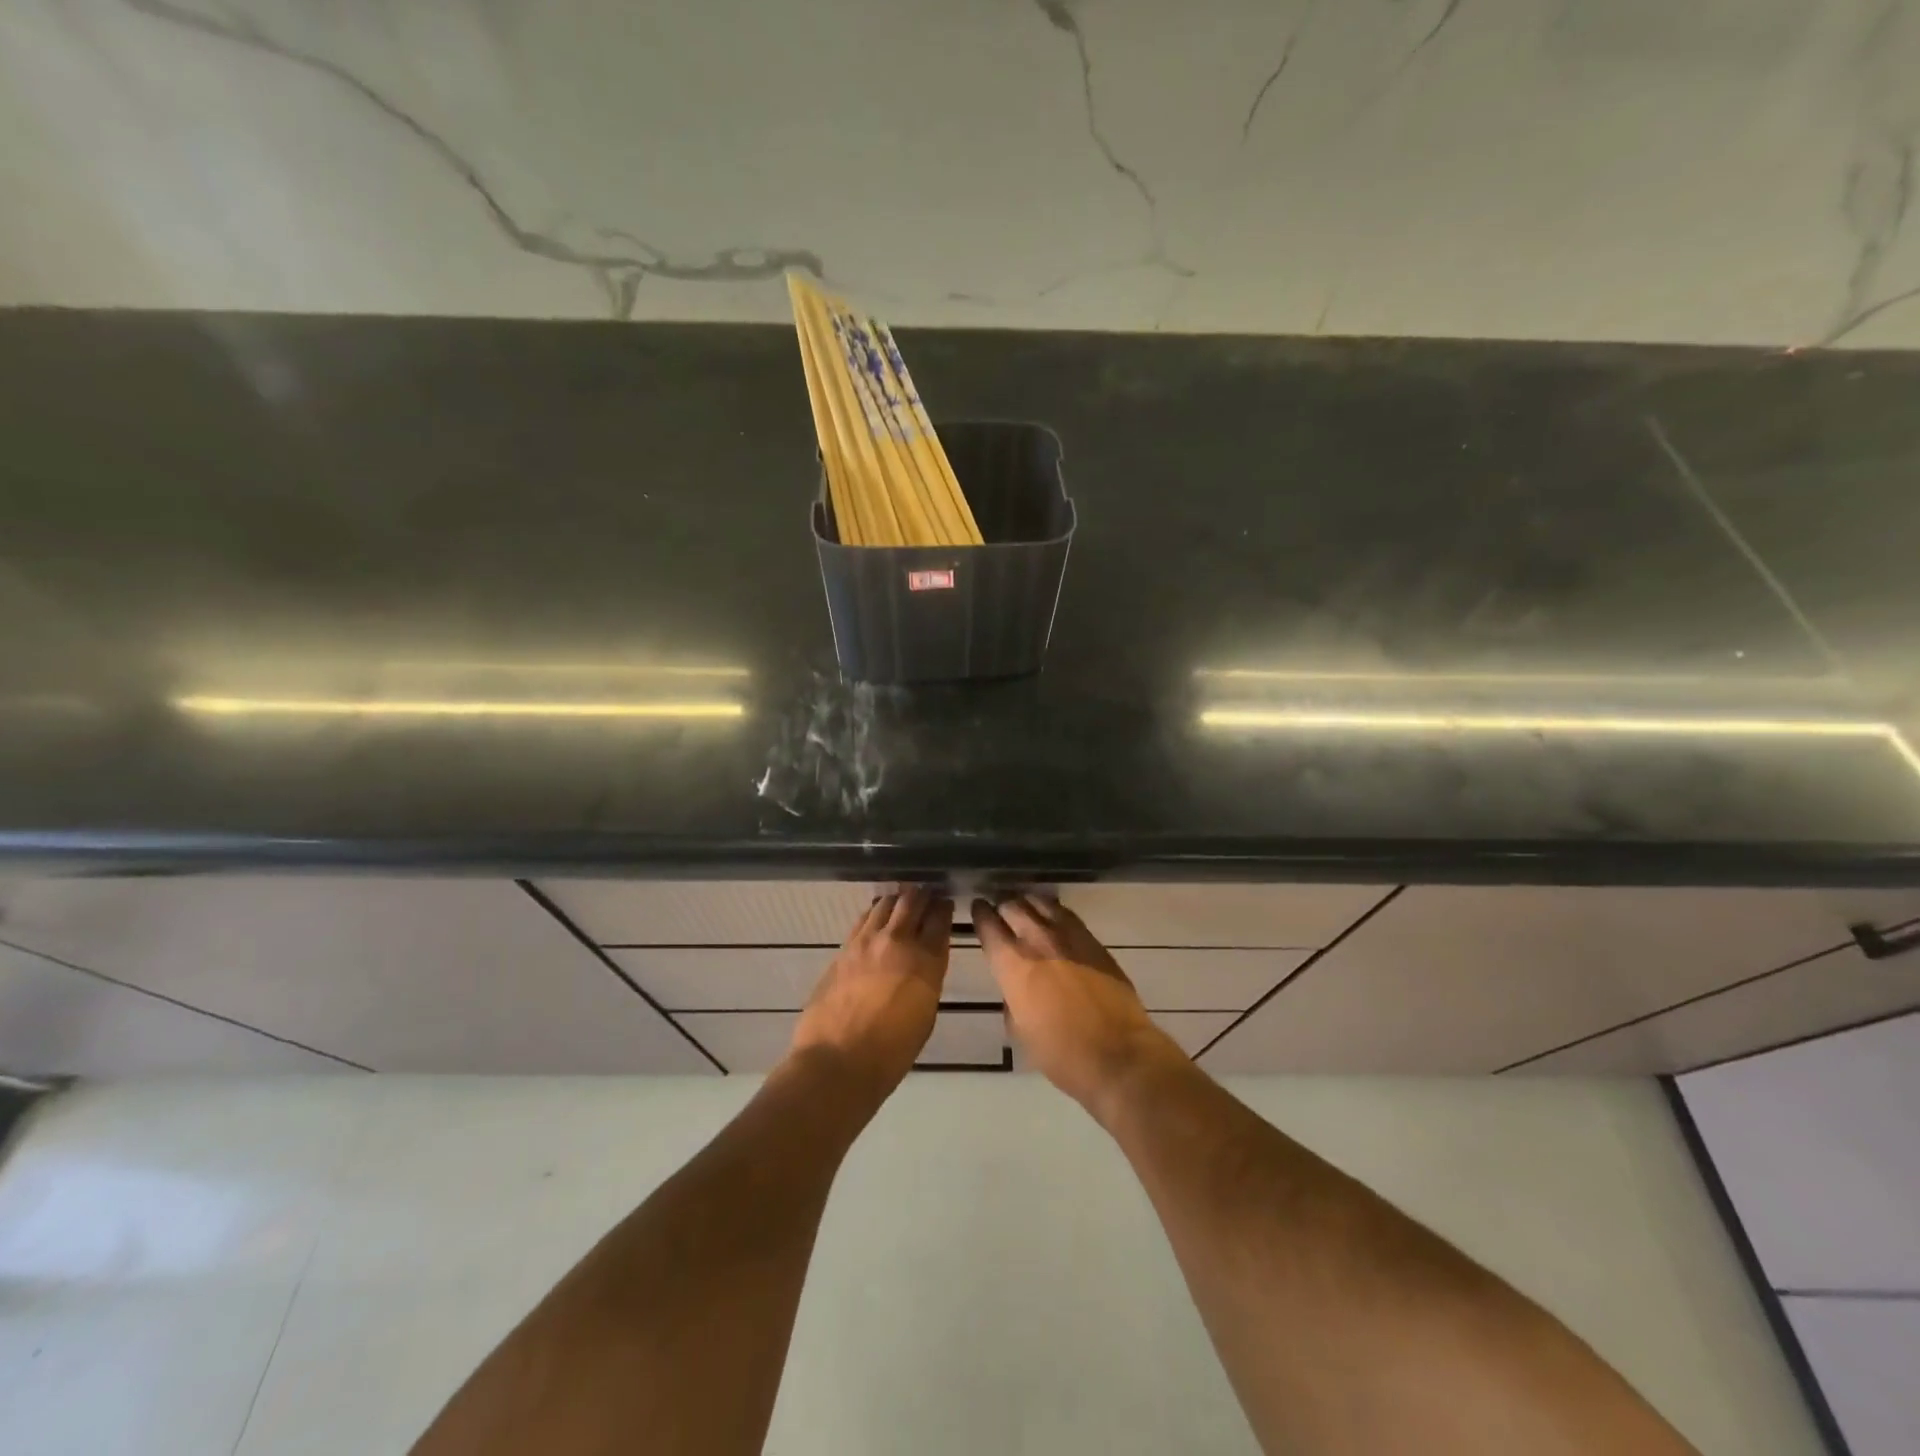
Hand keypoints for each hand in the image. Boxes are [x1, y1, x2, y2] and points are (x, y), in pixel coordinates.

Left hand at [789, 887, 951, 1099]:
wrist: (838, 1060)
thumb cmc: (892, 1052)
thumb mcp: (925, 1014)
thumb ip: (927, 979)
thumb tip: (923, 962)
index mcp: (926, 961)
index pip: (940, 919)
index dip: (945, 908)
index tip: (946, 904)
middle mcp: (898, 941)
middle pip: (913, 901)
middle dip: (923, 895)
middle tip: (927, 895)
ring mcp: (867, 941)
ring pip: (886, 903)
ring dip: (898, 899)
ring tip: (902, 902)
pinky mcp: (844, 948)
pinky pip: (864, 919)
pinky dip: (875, 913)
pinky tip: (877, 918)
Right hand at [973, 894, 1186, 1119]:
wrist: (1119, 1055)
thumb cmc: (1062, 1054)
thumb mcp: (1020, 1032)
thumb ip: (1012, 1001)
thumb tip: (1016, 990)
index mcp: (1013, 965)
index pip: (988, 925)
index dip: (980, 914)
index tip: (978, 908)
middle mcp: (1037, 941)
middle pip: (1013, 906)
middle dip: (1003, 905)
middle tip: (1000, 910)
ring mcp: (1069, 936)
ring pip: (1041, 903)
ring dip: (1028, 904)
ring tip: (1025, 908)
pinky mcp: (1093, 941)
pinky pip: (1067, 914)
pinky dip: (1054, 911)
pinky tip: (1053, 918)